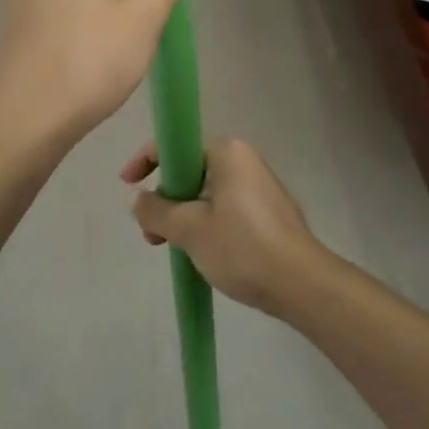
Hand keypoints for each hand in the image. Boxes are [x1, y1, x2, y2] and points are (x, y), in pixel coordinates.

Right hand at [119, 138, 332, 314]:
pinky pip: (222, 207)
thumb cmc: (242, 248)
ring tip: (171, 248)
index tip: (127, 185)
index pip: (175, 144)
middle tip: (150, 232)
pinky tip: (198, 252)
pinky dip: (203, 223)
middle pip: (189, 169)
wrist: (302, 285)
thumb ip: (155, 210)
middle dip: (164, 198)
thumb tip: (136, 199)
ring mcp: (257, 186)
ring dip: (181, 215)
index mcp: (226, 152)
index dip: (145, 161)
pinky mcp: (265, 211)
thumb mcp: (189, 229)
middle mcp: (243, 160)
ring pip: (204, 191)